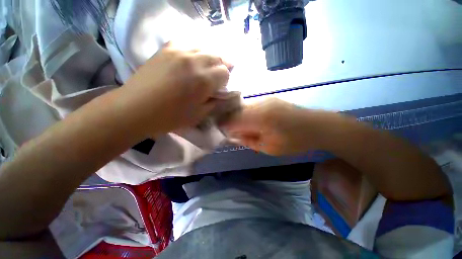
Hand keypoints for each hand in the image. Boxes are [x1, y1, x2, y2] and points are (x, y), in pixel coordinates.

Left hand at [119, 42, 232, 136]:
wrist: (136, 109)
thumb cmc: (171, 117)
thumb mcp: (199, 115)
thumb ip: (214, 102)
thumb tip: (221, 94)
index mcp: (204, 80)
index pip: (225, 72)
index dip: (225, 80)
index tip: (220, 87)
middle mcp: (194, 61)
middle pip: (217, 56)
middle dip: (221, 66)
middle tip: (217, 76)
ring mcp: (179, 51)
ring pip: (204, 47)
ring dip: (210, 57)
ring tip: (206, 67)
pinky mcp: (166, 49)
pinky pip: (187, 43)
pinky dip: (194, 51)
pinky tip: (192, 59)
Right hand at [222, 98, 314, 155]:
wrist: (317, 126)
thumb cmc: (295, 141)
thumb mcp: (270, 148)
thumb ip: (249, 140)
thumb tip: (234, 136)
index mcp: (260, 118)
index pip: (232, 119)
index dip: (224, 125)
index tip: (221, 132)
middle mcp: (260, 104)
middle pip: (236, 111)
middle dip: (230, 120)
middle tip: (230, 131)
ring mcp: (265, 99)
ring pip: (243, 107)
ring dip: (238, 116)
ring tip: (240, 127)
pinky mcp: (269, 99)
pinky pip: (251, 105)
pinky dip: (246, 113)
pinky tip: (250, 121)